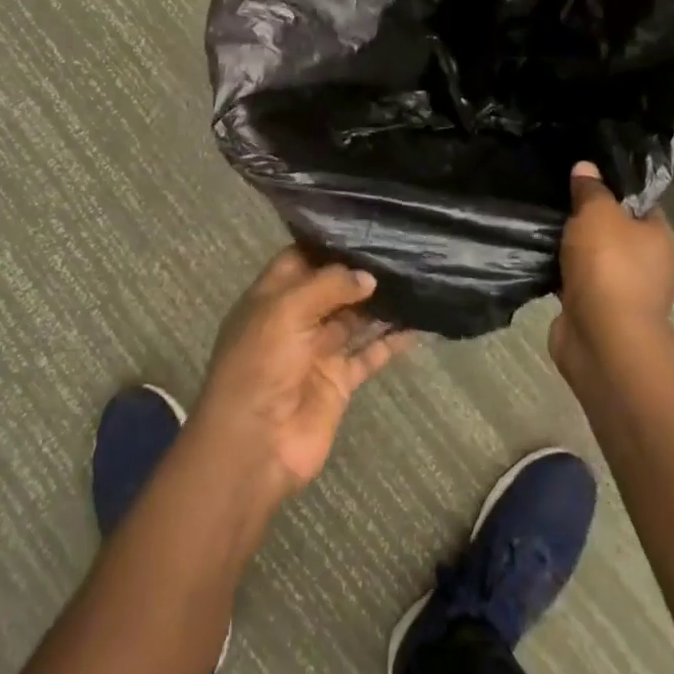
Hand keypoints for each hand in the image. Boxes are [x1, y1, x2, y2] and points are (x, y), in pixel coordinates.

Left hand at [193, 248, 415, 500]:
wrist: (254, 446)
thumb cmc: (260, 364)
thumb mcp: (286, 309)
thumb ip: (330, 284)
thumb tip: (368, 277)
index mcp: (271, 297)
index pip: (300, 259)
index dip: (328, 244)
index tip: (364, 227)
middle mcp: (295, 320)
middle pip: (333, 288)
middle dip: (361, 271)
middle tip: (402, 248)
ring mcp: (319, 351)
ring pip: (356, 318)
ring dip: (381, 303)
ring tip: (416, 278)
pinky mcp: (339, 381)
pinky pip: (371, 354)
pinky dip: (392, 341)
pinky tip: (419, 324)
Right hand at [550, 161, 673, 385]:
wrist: (604, 343)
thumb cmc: (610, 268)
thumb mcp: (598, 214)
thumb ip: (591, 189)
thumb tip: (586, 167)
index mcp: (659, 236)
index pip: (636, 201)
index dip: (610, 185)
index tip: (581, 171)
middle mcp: (646, 263)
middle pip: (611, 229)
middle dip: (584, 216)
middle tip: (553, 192)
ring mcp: (620, 290)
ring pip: (590, 257)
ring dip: (568, 247)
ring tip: (537, 220)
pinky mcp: (594, 311)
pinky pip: (573, 281)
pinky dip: (557, 272)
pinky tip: (533, 254)